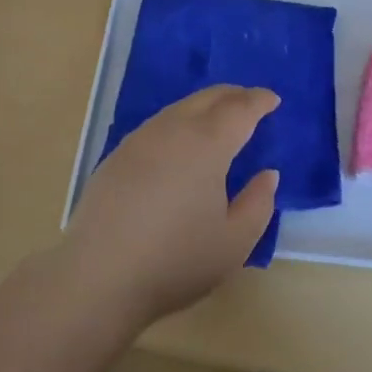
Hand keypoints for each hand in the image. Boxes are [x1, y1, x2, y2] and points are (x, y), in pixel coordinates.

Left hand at [62, 85, 280, 331]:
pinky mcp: (117, 156)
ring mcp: (140, 140)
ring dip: (205, 106)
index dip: (259, 101)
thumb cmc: (175, 260)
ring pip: (179, 108)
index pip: (239, 109)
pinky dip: (180, 121)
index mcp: (207, 145)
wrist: (99, 276)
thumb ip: (258, 203)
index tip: (273, 100)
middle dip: (234, 95)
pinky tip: (180, 142)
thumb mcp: (234, 242)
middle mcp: (173, 130)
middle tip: (251, 102)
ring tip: (219, 119)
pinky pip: (158, 124)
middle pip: (208, 98)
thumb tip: (267, 174)